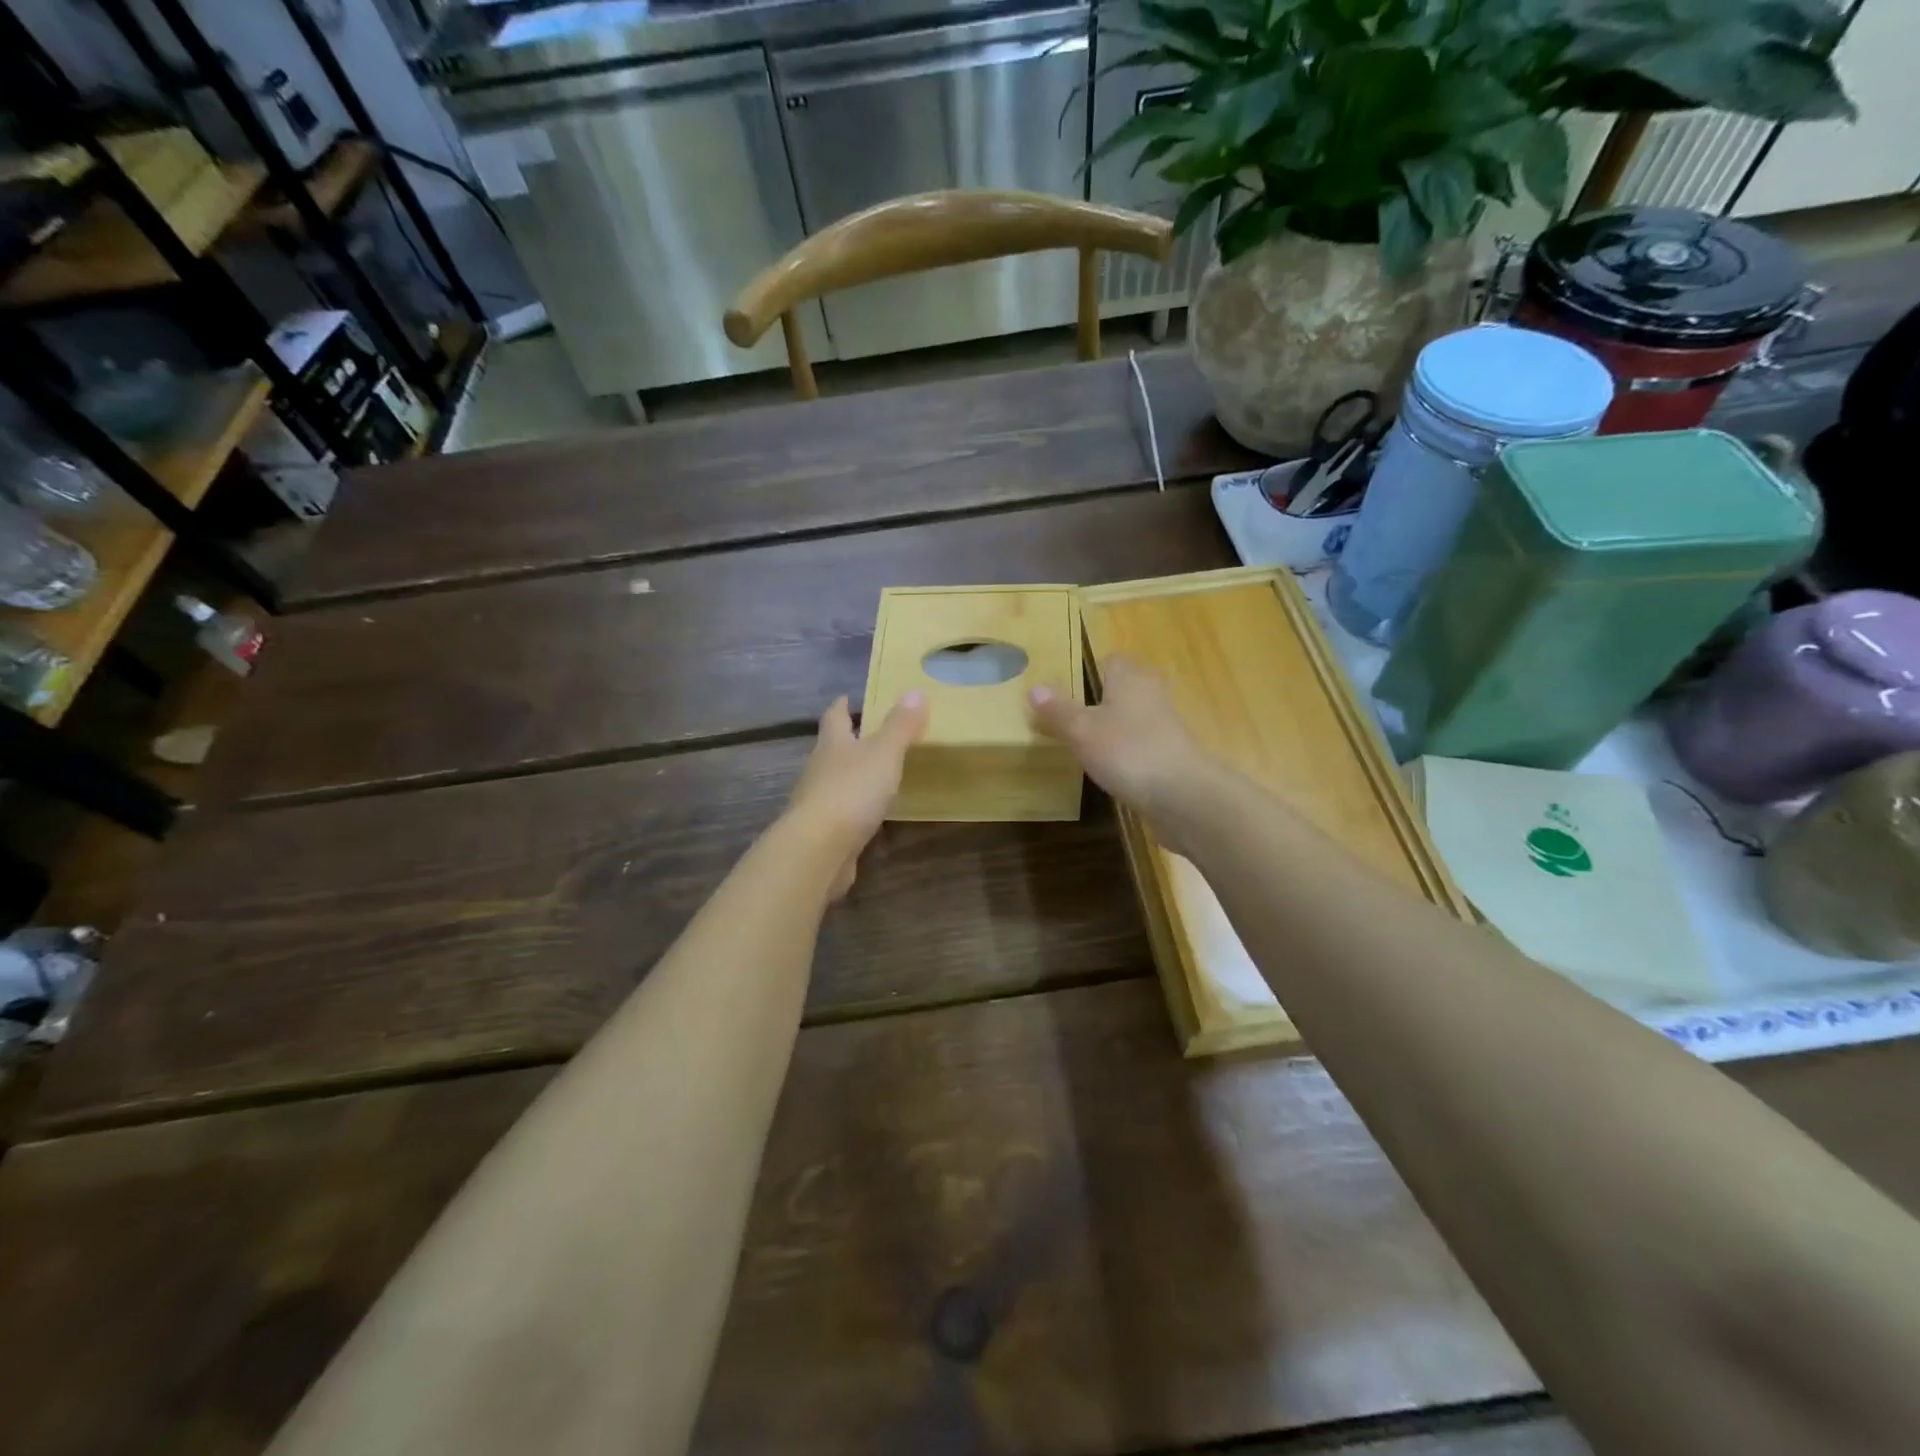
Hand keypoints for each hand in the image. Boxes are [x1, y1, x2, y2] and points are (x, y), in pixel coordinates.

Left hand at [785, 692, 928, 897]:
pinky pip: (842, 814)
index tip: (848, 697)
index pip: (835, 717)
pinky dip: (855, 810)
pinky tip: (870, 816)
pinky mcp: (823, 833)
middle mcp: (819, 769)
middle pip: (832, 749)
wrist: (819, 849)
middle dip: (848, 741)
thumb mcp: (884, 753)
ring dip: (852, 776)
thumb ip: (900, 726)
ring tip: (876, 774)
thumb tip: (915, 691)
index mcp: (833, 744)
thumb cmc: (852, 791)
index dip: (842, 706)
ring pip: (836, 781)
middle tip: (870, 735)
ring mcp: (818, 802)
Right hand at [1028, 654, 1217, 848]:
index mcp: (1130, 676)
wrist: (1182, 794)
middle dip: (1097, 699)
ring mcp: (1164, 724)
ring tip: (1081, 742)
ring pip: (1131, 716)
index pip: (1110, 660)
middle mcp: (1150, 693)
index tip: (1064, 687)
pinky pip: (1140, 743)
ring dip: (1111, 726)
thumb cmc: (1128, 750)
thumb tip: (1034, 688)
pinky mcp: (1170, 753)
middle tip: (1066, 715)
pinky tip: (1106, 767)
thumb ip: (1058, 710)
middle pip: (1121, 688)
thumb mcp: (1082, 730)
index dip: (1087, 670)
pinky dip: (1124, 750)